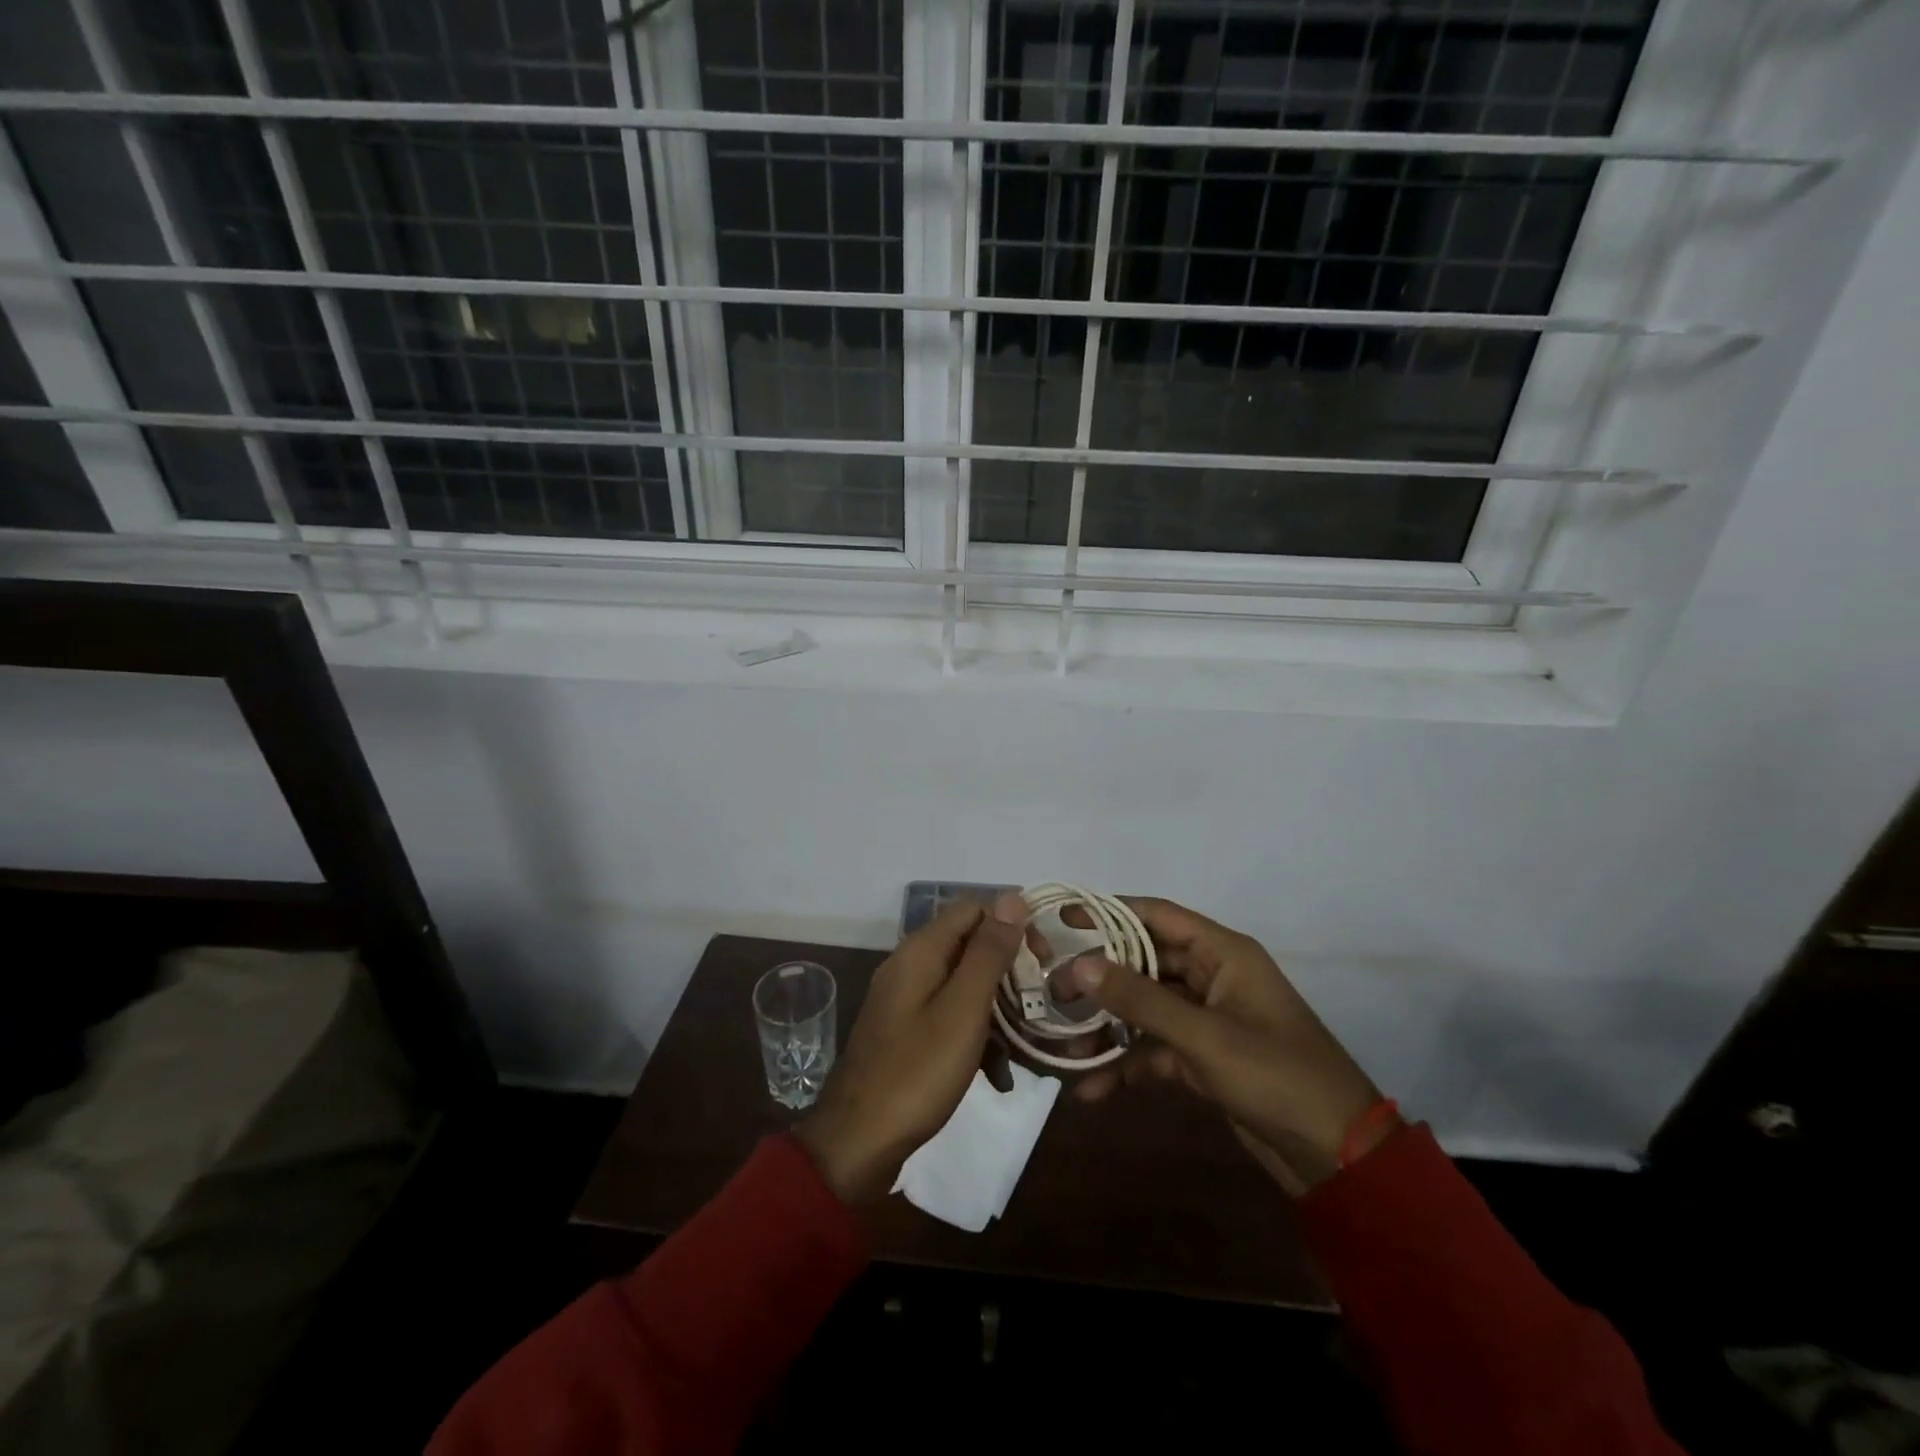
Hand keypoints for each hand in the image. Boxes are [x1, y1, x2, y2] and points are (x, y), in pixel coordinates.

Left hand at [794, 896, 1024, 1205]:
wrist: (858, 1143)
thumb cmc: (917, 1072)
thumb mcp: (964, 1009)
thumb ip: (989, 952)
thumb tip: (1013, 897)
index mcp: (920, 951)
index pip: (974, 909)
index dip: (1011, 926)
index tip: (1043, 961)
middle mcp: (909, 965)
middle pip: (969, 946)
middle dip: (1008, 973)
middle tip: (1040, 1005)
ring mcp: (904, 1000)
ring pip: (963, 985)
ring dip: (997, 1011)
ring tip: (1024, 1049)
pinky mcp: (906, 1032)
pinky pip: (949, 1017)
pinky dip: (975, 1036)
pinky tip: (997, 1075)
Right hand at [1069, 899, 1390, 1195]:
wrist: (1338, 1159)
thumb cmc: (1276, 1077)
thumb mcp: (1204, 1036)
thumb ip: (1140, 999)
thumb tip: (1079, 964)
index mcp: (1224, 953)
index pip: (1156, 915)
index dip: (1109, 912)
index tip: (1063, 919)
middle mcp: (1213, 976)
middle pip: (1144, 962)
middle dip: (1100, 978)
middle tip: (1051, 990)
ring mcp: (1207, 1019)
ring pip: (1145, 1008)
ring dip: (1108, 1027)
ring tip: (1063, 1045)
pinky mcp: (1203, 1058)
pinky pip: (1154, 1049)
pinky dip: (1126, 1065)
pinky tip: (1091, 1088)